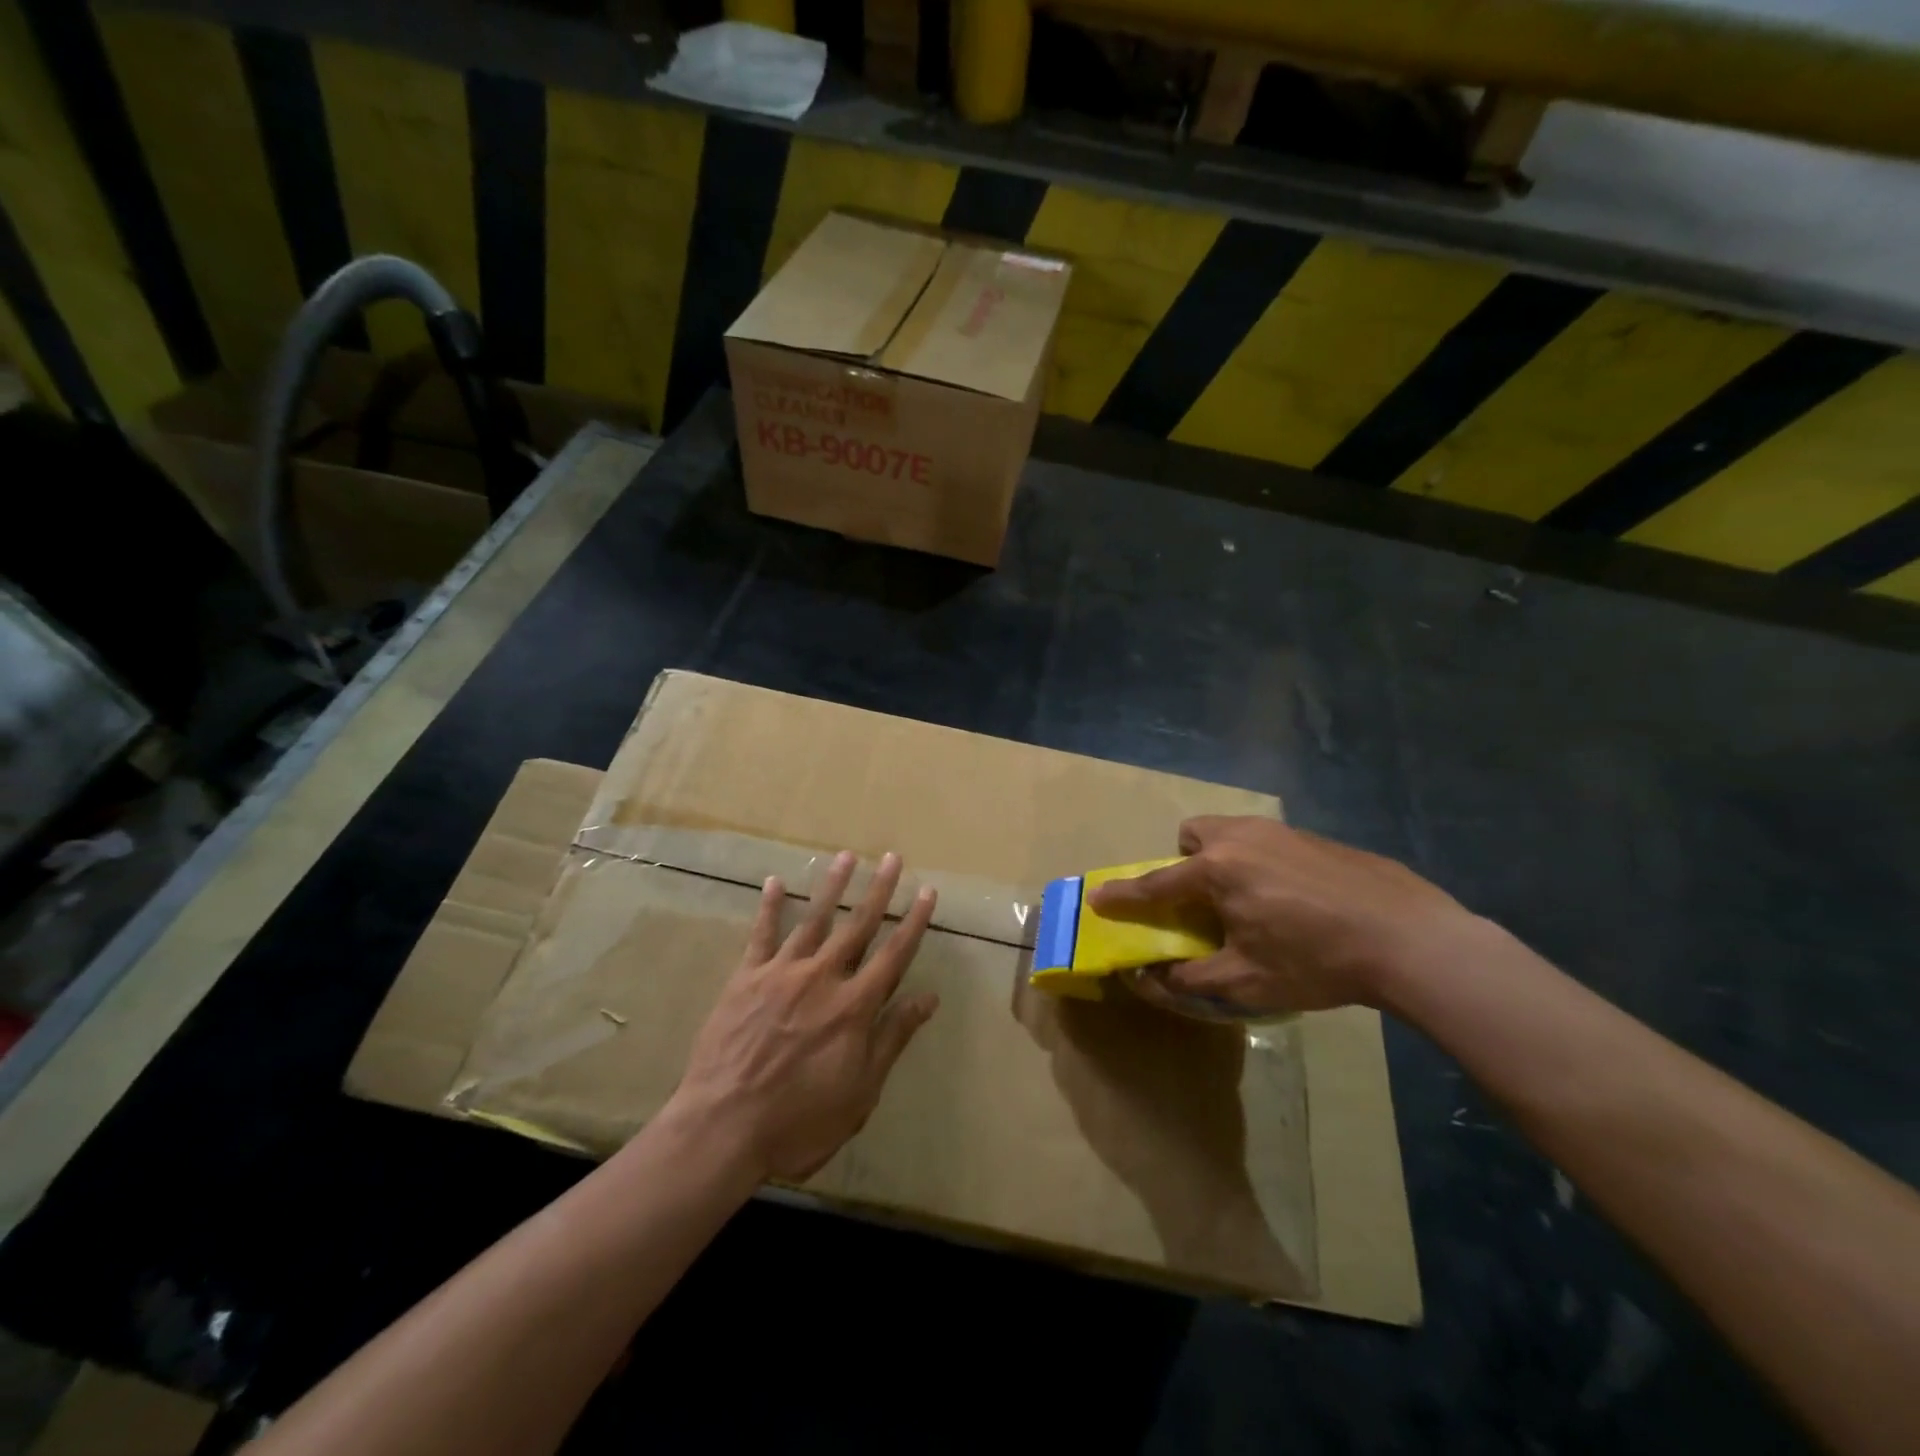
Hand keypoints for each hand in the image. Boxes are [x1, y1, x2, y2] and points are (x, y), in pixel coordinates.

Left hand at [671, 851, 939, 1182]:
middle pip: (857, 926)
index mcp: (854, 1006)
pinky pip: (761, 935)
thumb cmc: (800, 1121)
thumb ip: (893, 1037)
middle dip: (878, 890)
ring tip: (846, 856)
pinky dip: (769, 907)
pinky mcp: (746, 979)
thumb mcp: (861, 1091)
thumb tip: (928, 996)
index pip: (894, 954)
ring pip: (814, 920)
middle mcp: (823, 978)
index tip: (927, 891)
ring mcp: (781, 973)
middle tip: (892, 857)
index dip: (913, 921)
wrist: (723, 1128)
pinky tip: (774, 882)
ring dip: (832, 886)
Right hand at [1087, 817, 1475, 1015]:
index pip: (1155, 885)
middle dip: (1186, 861)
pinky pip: (1268, 841)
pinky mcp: (1315, 837)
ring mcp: (1282, 831)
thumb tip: (1148, 980)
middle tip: (1205, 901)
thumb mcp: (1246, 982)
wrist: (1409, 938)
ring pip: (1232, 831)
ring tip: (1252, 900)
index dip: (1123, 895)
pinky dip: (1263, 862)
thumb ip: (1189, 980)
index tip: (1098, 897)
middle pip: (1193, 835)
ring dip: (1223, 858)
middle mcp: (1241, 837)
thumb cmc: (1316, 961)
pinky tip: (1297, 899)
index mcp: (1216, 870)